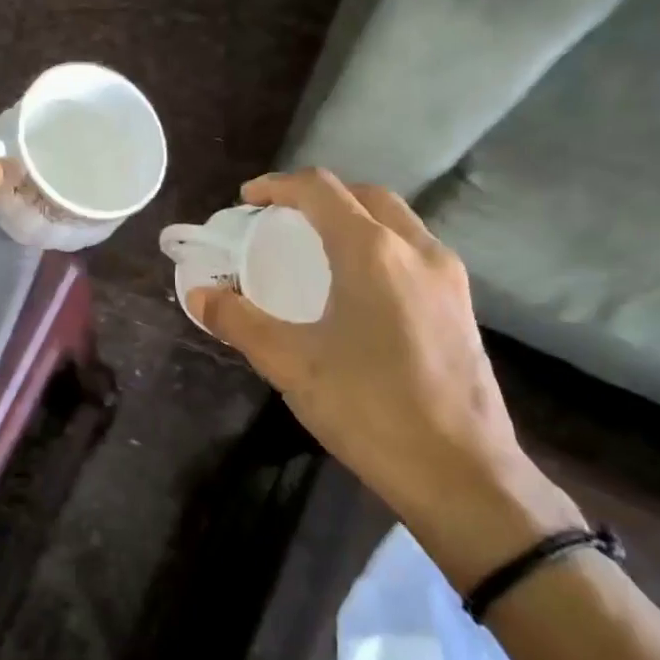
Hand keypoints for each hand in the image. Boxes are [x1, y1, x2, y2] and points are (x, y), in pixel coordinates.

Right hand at [188, 170, 581, 585]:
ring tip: (314, 249)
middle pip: (363, 196)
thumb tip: (198, 294)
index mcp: (373, 252)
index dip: (277, 187)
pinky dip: (377, 246)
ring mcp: (448, 277)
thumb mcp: (291, 364)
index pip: (321, 190)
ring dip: (351, 219)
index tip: (246, 202)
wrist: (461, 472)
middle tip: (279, 221)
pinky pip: (413, 251)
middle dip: (317, 197)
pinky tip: (357, 288)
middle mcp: (417, 250)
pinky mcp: (461, 306)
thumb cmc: (369, 409)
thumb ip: (239, 322)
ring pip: (395, 221)